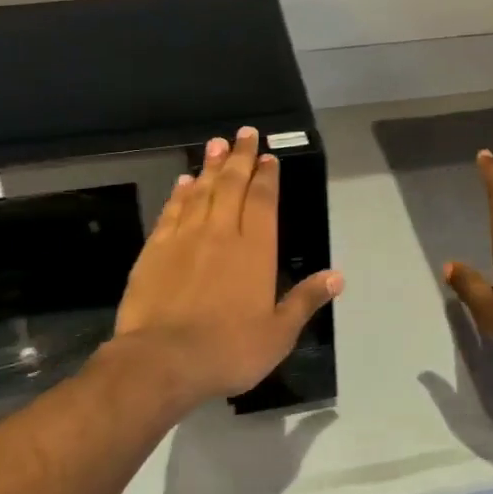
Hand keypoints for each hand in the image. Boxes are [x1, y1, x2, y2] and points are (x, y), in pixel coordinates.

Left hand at [104, 126, 343, 409]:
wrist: (162, 360)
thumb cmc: (229, 349)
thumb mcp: (279, 333)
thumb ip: (306, 300)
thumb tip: (337, 277)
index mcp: (256, 250)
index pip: (263, 201)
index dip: (266, 177)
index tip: (268, 157)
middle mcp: (221, 233)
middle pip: (232, 185)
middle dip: (240, 157)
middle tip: (244, 133)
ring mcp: (185, 238)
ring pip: (201, 191)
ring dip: (211, 166)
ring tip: (216, 144)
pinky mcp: (155, 250)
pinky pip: (172, 211)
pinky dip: (180, 193)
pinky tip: (184, 182)